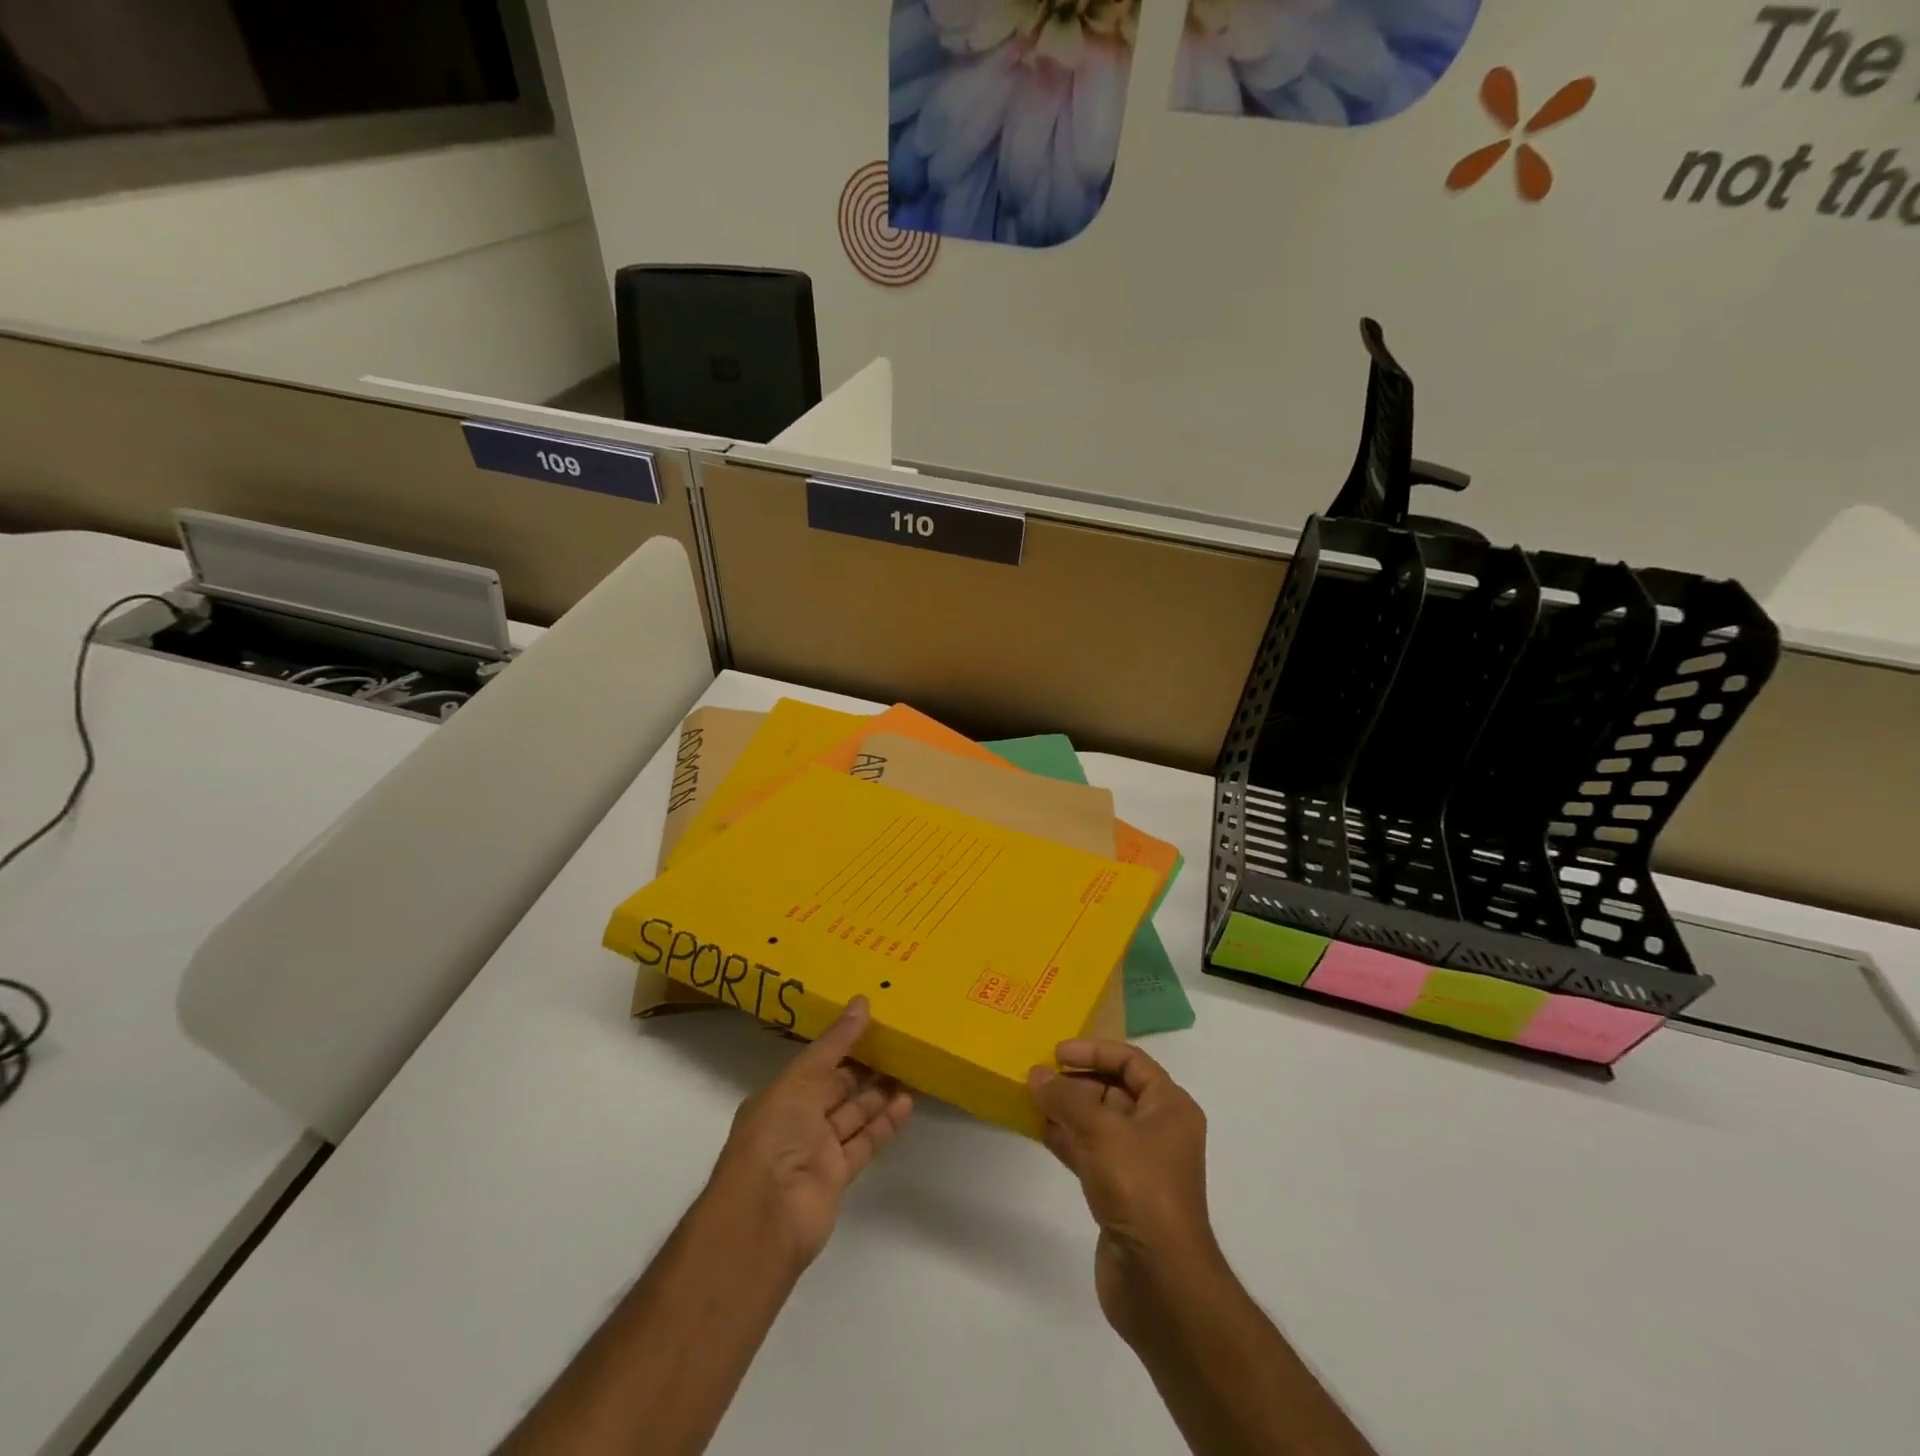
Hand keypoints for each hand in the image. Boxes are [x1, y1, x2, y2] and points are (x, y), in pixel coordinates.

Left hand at [706, 996, 912, 1269]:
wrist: (766, 1216)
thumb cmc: (775, 1135)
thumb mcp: (801, 1078)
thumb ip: (835, 1043)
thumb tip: (861, 1002)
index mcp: (780, 1095)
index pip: (816, 1064)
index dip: (842, 1045)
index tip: (872, 1023)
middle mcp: (797, 1121)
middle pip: (836, 1089)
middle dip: (864, 1068)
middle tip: (898, 1042)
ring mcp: (817, 1150)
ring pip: (854, 1114)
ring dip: (879, 1093)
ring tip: (910, 1066)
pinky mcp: (838, 1176)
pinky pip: (865, 1142)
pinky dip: (885, 1123)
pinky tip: (907, 1101)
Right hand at [1029, 1040, 1220, 1343]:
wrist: (1159, 1281)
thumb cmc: (1139, 1188)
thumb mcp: (1100, 1130)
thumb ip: (1065, 1098)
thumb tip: (1036, 1074)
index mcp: (1170, 1107)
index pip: (1132, 1061)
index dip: (1095, 1050)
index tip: (1057, 1053)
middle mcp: (1158, 1130)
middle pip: (1114, 1089)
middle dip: (1076, 1081)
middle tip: (1037, 1076)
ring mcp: (1139, 1164)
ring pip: (1099, 1122)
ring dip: (1067, 1110)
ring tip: (1030, 1099)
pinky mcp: (1120, 1193)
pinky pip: (1090, 1152)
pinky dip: (1067, 1139)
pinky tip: (1039, 1131)